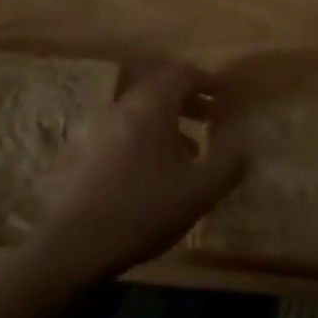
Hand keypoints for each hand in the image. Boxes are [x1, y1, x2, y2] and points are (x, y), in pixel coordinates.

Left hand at [21, 62, 247, 289]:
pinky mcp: (88, 150)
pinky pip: (127, 128)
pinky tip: (158, 170)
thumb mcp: (198, 190)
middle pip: (161, 86)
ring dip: (171, 119)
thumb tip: (244, 142)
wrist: (72, 245)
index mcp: (153, 104)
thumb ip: (228, 162)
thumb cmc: (142, 209)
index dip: (208, 80)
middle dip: (191, 98)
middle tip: (213, 117)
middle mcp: (125, 105)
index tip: (226, 95)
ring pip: (143, 109)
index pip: (183, 73)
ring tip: (191, 148)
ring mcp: (102, 126)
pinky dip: (149, 134)